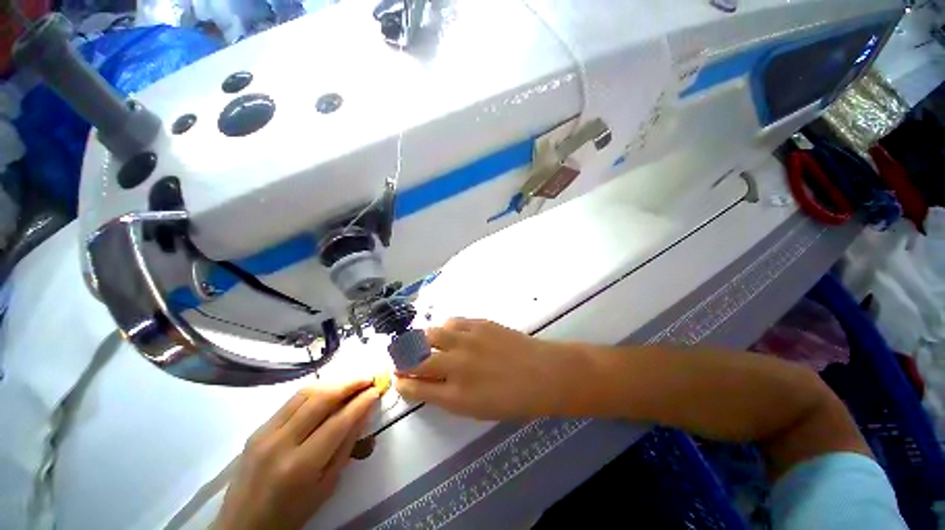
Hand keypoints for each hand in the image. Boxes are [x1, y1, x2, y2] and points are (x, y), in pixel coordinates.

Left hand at [213, 380, 380, 529]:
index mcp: (301, 466)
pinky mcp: (258, 428)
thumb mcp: (327, 485)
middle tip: (369, 378)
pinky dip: (316, 391)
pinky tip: (329, 392)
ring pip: (306, 393)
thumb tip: (364, 412)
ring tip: (353, 382)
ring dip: (334, 383)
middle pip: (321, 399)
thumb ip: (346, 446)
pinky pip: (292, 400)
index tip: (378, 389)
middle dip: (350, 384)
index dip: (362, 402)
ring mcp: (265, 432)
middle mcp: (281, 443)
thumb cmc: (292, 513)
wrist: (243, 525)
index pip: (338, 422)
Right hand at [395, 319, 581, 419]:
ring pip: (430, 334)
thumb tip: (429, 383)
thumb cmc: (513, 400)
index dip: (402, 382)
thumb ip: (448, 396)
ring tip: (423, 342)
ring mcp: (467, 341)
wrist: (543, 374)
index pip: (415, 386)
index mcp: (455, 395)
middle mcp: (456, 366)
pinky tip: (447, 332)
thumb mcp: (476, 409)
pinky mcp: (479, 324)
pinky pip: (452, 322)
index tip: (397, 378)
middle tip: (401, 358)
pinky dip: (444, 328)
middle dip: (402, 359)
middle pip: (415, 359)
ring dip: (421, 339)